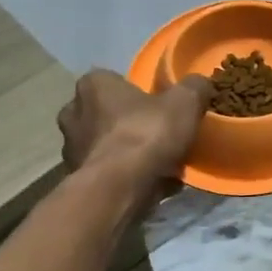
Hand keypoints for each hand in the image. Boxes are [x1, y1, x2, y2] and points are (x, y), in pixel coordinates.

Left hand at [58, 70, 212, 211]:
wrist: (119, 189)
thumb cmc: (146, 135)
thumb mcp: (185, 103)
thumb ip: (194, 88)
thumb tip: (200, 84)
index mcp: (93, 85)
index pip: (115, 81)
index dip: (140, 94)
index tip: (161, 108)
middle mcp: (73, 112)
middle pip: (108, 114)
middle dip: (131, 124)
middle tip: (161, 137)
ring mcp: (71, 148)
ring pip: (107, 145)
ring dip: (128, 153)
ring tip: (160, 165)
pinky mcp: (77, 178)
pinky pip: (108, 171)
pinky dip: (125, 176)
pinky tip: (151, 185)